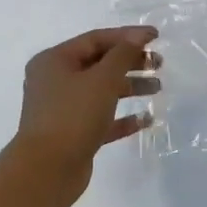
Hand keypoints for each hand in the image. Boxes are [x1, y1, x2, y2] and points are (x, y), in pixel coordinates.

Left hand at [12, 26, 159, 206]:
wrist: (46, 171)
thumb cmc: (72, 116)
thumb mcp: (101, 79)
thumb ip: (122, 55)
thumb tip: (137, 37)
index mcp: (55, 61)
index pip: (96, 39)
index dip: (127, 36)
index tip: (156, 36)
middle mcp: (55, 81)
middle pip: (99, 64)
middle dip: (130, 61)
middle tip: (159, 64)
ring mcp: (63, 109)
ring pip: (102, 91)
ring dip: (130, 87)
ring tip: (158, 88)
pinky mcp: (73, 134)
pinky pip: (102, 119)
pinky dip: (123, 117)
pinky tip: (146, 119)